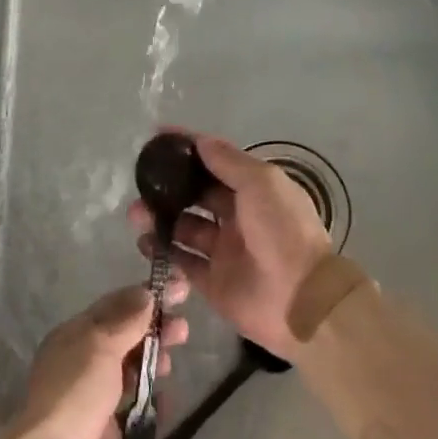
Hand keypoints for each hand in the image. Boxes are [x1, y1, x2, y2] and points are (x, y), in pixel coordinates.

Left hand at [5, 280, 187, 438]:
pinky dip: (154, 399)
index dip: (145, 296)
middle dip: (155, 329)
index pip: (114, 307)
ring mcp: (98, 397)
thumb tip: (146, 293)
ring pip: (133, 369)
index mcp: (74, 336)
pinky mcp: (112, 430)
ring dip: (155, 360)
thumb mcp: (99, 345)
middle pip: (126, 337)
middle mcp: (85, 363)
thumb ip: (126, 320)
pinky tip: (169, 397)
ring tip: (174, 361)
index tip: (179, 289)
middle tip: (184, 329)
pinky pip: (138, 406)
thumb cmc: (76, 393)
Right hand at [129, 132, 332, 360]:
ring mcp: (223, 251)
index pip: (215, 164)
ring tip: (137, 214)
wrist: (301, 299)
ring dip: (160, 218)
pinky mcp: (211, 282)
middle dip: (168, 188)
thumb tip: (199, 141)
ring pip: (183, 228)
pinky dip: (163, 251)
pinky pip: (181, 262)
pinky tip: (145, 242)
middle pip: (195, 197)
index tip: (158, 138)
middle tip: (141, 183)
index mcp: (254, 192)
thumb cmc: (283, 231)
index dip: (189, 150)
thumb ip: (228, 162)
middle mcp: (237, 218)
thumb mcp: (261, 184)